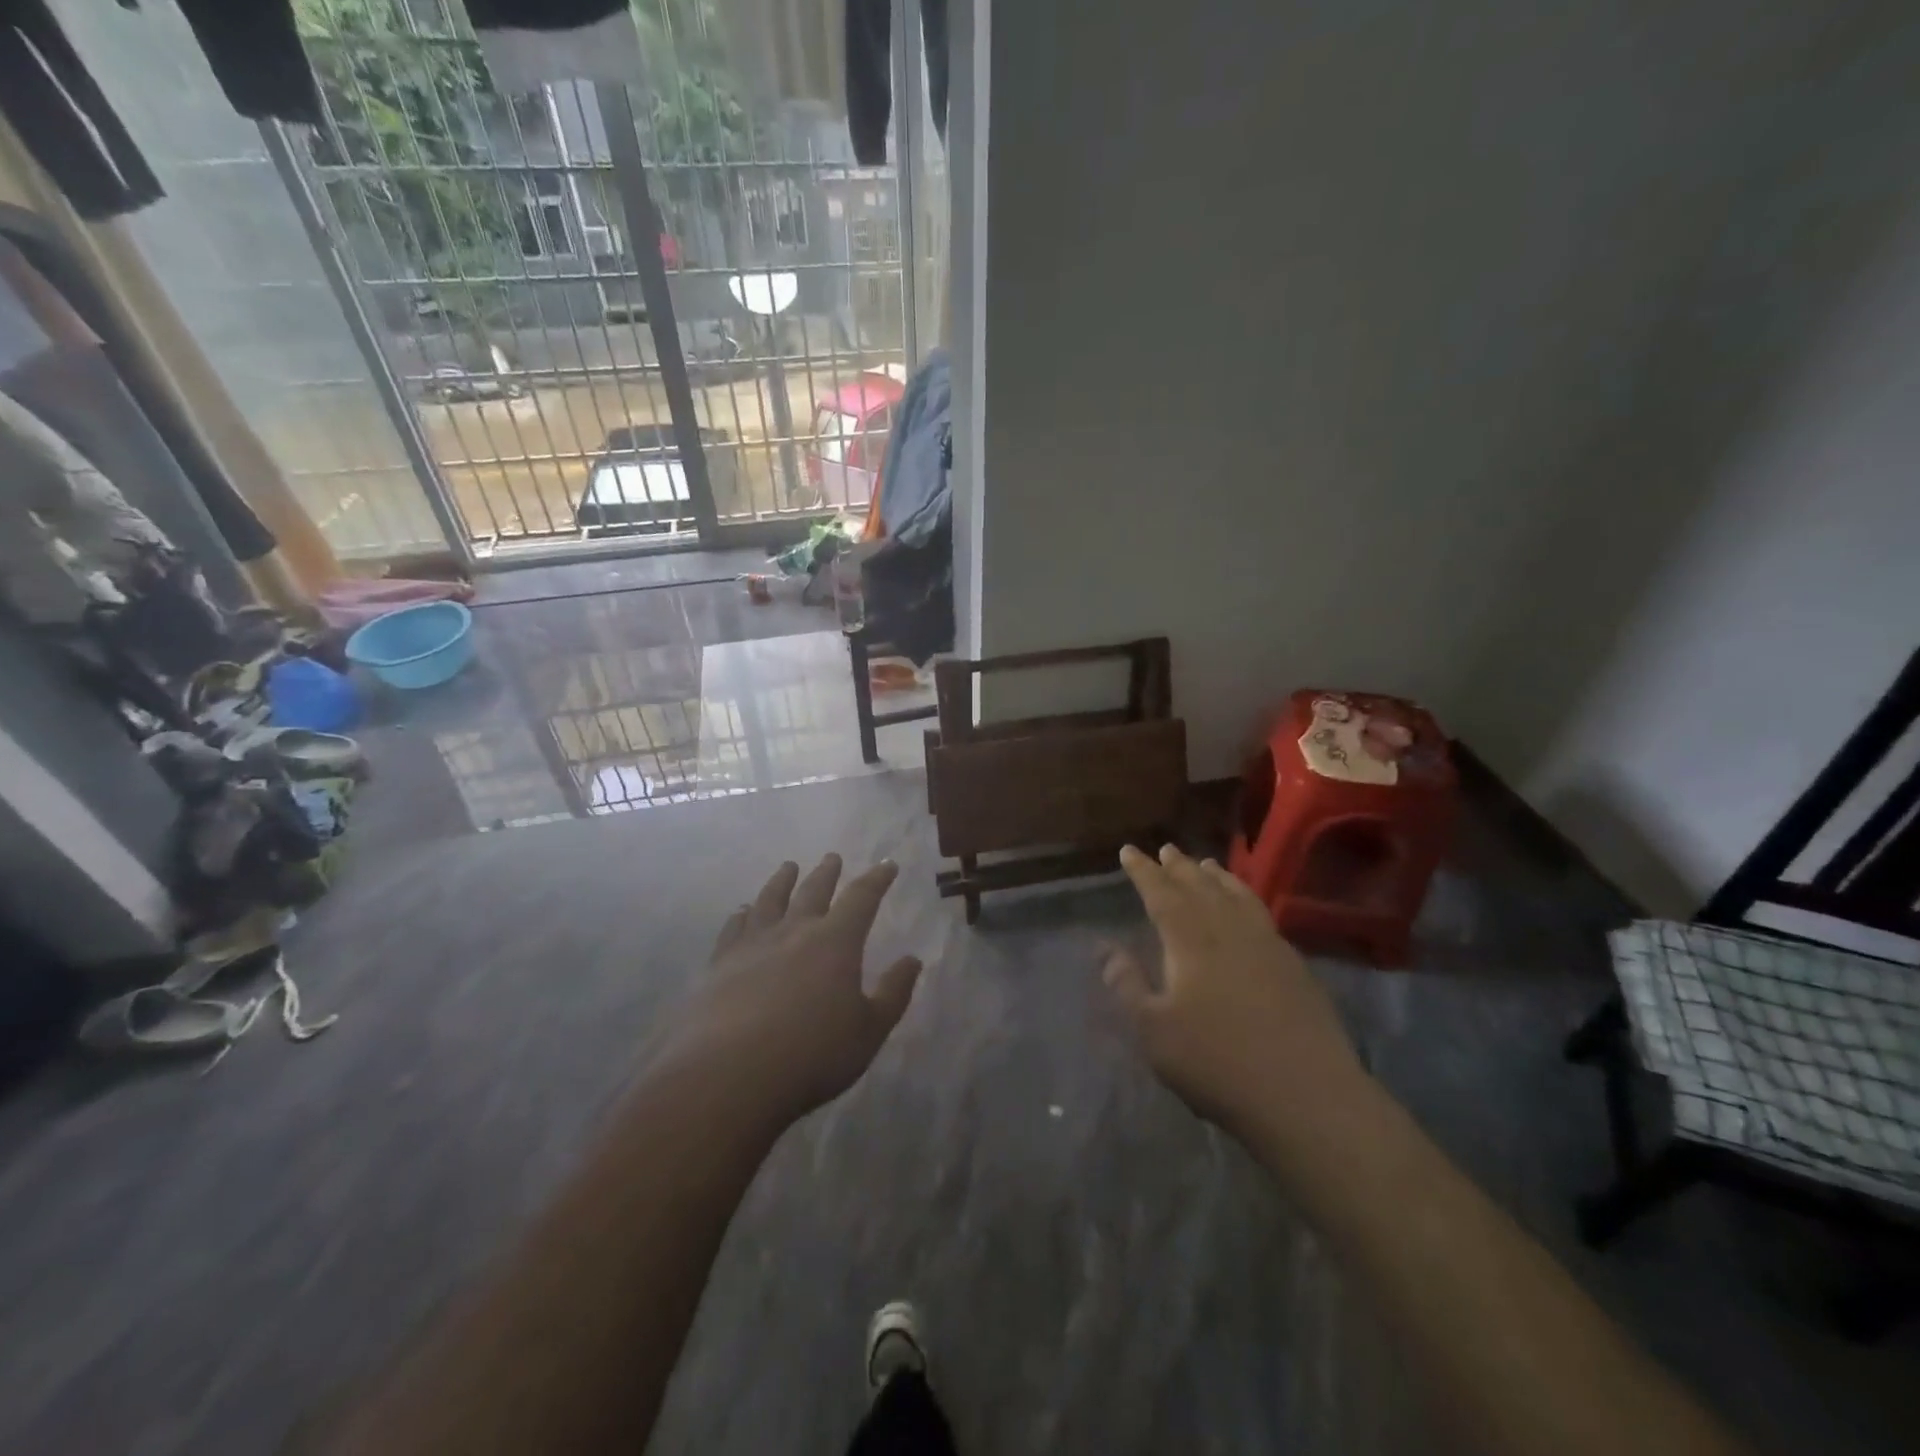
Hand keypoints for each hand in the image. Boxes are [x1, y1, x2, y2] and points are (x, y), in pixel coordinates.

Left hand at [657, 855, 921, 1127]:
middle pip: (813, 891)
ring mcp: (752, 944)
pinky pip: (734, 928)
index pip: (862, 898)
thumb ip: (893, 993)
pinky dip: (742, 915)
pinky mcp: (719, 964)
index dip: (877, 879)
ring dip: (782, 881)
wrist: (729, 1074)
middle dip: (827, 873)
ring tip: (787, 867)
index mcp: (836, 941)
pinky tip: (742, 912)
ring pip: (770, 900)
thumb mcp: (869, 1030)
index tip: (886, 864)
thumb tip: (912, 960)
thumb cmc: (812, 1054)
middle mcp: (794, 931)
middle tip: (832, 857)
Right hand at [1105, 844, 1367, 1142]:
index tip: (1129, 850)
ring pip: (1236, 895)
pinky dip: (1247, 898)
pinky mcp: (1294, 965)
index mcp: (1190, 940)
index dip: (1143, 871)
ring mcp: (1267, 944)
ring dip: (1217, 877)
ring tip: (1206, 864)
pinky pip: (1262, 914)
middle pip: (1199, 886)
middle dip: (1178, 867)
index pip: (1160, 893)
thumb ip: (1128, 985)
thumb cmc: (1216, 1062)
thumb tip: (1105, 949)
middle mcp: (1228, 929)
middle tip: (1166, 849)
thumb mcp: (1154, 1030)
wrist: (1305, 1094)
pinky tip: (1247, 908)